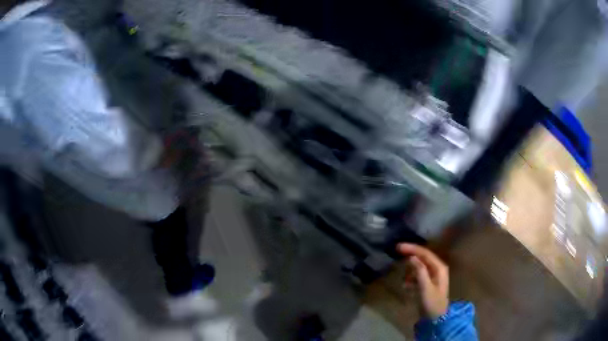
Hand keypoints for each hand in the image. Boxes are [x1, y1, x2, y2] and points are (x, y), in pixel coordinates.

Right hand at [397, 243, 448, 318]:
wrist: (436, 319)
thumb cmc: (432, 303)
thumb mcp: (425, 288)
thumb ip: (419, 272)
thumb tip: (411, 257)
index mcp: (439, 268)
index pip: (425, 253)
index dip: (412, 248)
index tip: (399, 247)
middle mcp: (437, 268)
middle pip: (422, 257)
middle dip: (410, 255)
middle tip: (397, 253)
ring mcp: (433, 275)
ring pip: (419, 266)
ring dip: (410, 270)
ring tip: (403, 280)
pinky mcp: (428, 282)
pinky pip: (418, 275)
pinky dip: (411, 278)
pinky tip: (406, 286)